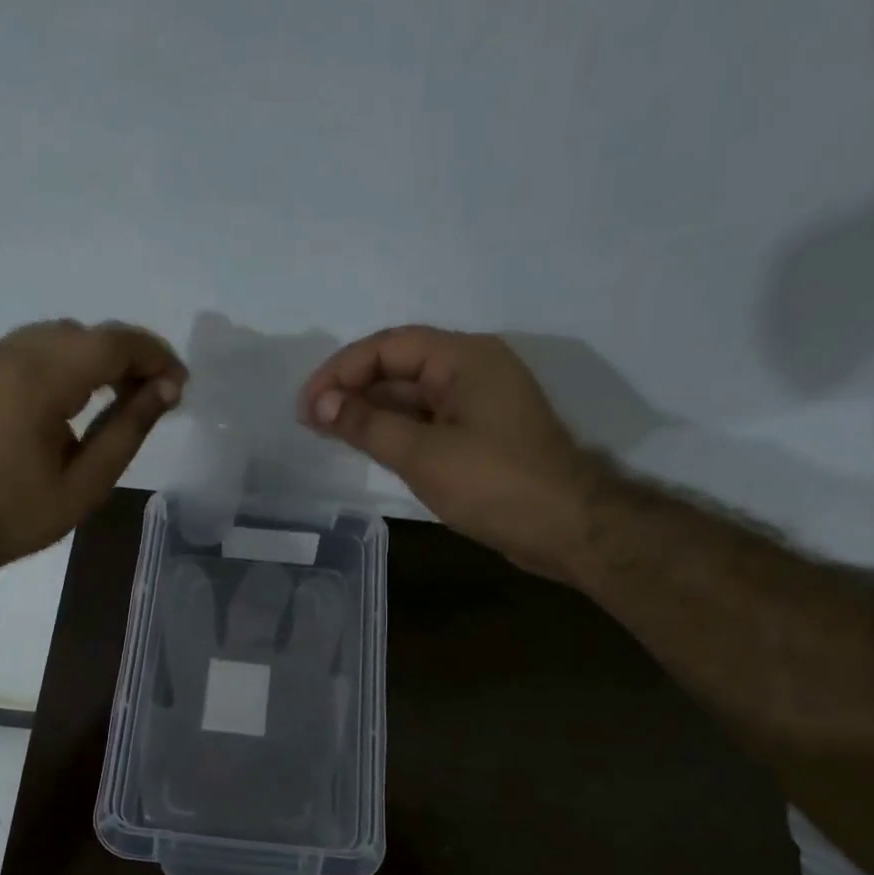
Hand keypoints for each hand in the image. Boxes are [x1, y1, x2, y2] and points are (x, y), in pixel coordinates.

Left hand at [0, 319, 185, 574]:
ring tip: (122, 397)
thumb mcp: (85, 483)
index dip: (154, 356)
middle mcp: (11, 354)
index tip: (180, 384)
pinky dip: (66, 361)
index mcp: (38, 380)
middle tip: (156, 396)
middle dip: (129, 356)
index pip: (112, 343)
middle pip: (87, 334)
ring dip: (97, 357)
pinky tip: (77, 398)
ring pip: (60, 337)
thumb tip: (167, 389)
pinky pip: (33, 348)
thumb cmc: (16, 516)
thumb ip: (128, 429)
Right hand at [299, 325, 605, 578]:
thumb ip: (367, 424)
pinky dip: (394, 429)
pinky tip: (366, 444)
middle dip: (352, 389)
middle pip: (398, 366)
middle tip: (310, 420)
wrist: (567, 528)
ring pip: (411, 395)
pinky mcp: (479, 433)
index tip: (307, 404)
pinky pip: (426, 419)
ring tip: (327, 432)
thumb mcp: (422, 453)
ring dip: (370, 411)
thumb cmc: (494, 483)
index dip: (340, 370)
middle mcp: (472, 369)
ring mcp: (477, 402)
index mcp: (463, 357)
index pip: (388, 346)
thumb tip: (320, 404)